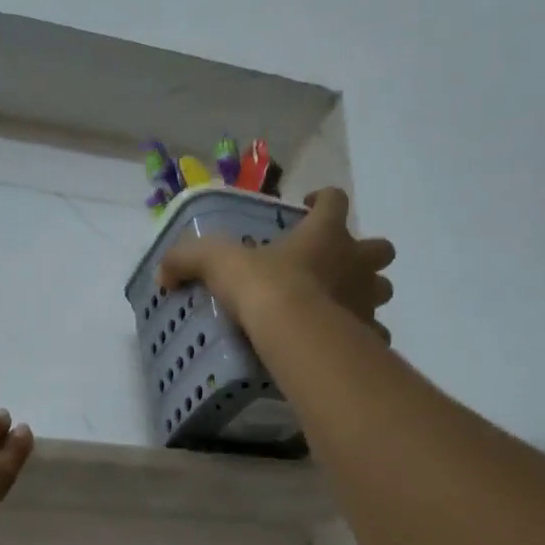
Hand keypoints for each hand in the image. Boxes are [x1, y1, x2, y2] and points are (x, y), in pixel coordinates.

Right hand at [158, 187, 394, 339]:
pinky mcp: (368, 335)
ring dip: (367, 293)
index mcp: (325, 234)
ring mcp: (367, 300)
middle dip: (364, 254)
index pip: (335, 200)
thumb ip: (189, 259)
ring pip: (382, 290)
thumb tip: (162, 271)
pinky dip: (363, 337)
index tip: (308, 207)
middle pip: (380, 248)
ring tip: (339, 305)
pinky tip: (341, 344)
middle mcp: (355, 262)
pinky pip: (374, 335)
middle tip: (336, 264)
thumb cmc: (265, 288)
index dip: (324, 200)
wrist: (296, 335)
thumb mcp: (218, 263)